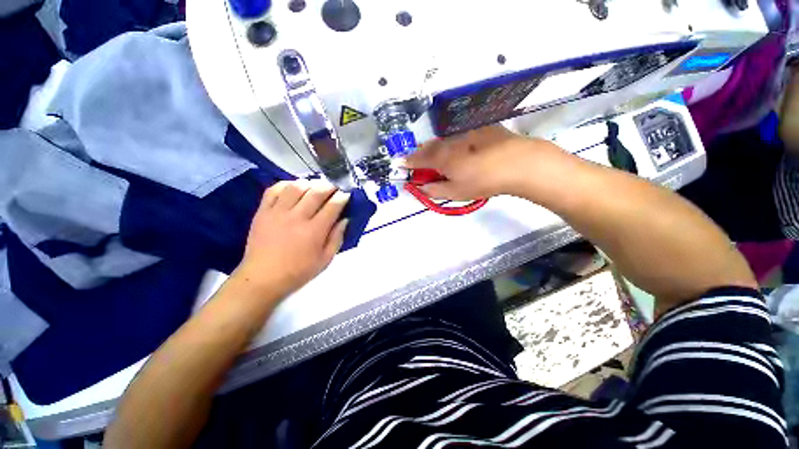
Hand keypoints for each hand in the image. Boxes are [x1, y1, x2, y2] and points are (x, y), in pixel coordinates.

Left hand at [233, 180, 349, 300]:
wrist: (262, 278)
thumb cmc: (298, 272)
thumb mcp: (325, 260)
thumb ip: (337, 238)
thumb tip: (345, 220)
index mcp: (314, 231)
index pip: (332, 206)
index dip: (342, 197)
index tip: (346, 194)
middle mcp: (297, 217)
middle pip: (316, 192)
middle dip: (329, 186)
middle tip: (334, 188)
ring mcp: (278, 213)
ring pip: (296, 187)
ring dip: (309, 183)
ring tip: (315, 187)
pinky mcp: (263, 212)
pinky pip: (274, 190)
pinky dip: (285, 185)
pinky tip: (293, 188)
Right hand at [404, 125, 564, 200]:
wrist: (518, 163)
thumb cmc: (482, 181)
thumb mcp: (456, 192)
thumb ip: (434, 190)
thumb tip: (421, 188)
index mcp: (441, 157)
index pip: (417, 159)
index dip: (408, 162)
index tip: (400, 163)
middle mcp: (449, 141)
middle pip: (429, 146)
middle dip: (421, 154)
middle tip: (420, 162)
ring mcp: (465, 132)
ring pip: (444, 140)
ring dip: (437, 148)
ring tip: (439, 157)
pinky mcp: (480, 128)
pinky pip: (459, 135)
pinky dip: (453, 142)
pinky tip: (462, 149)